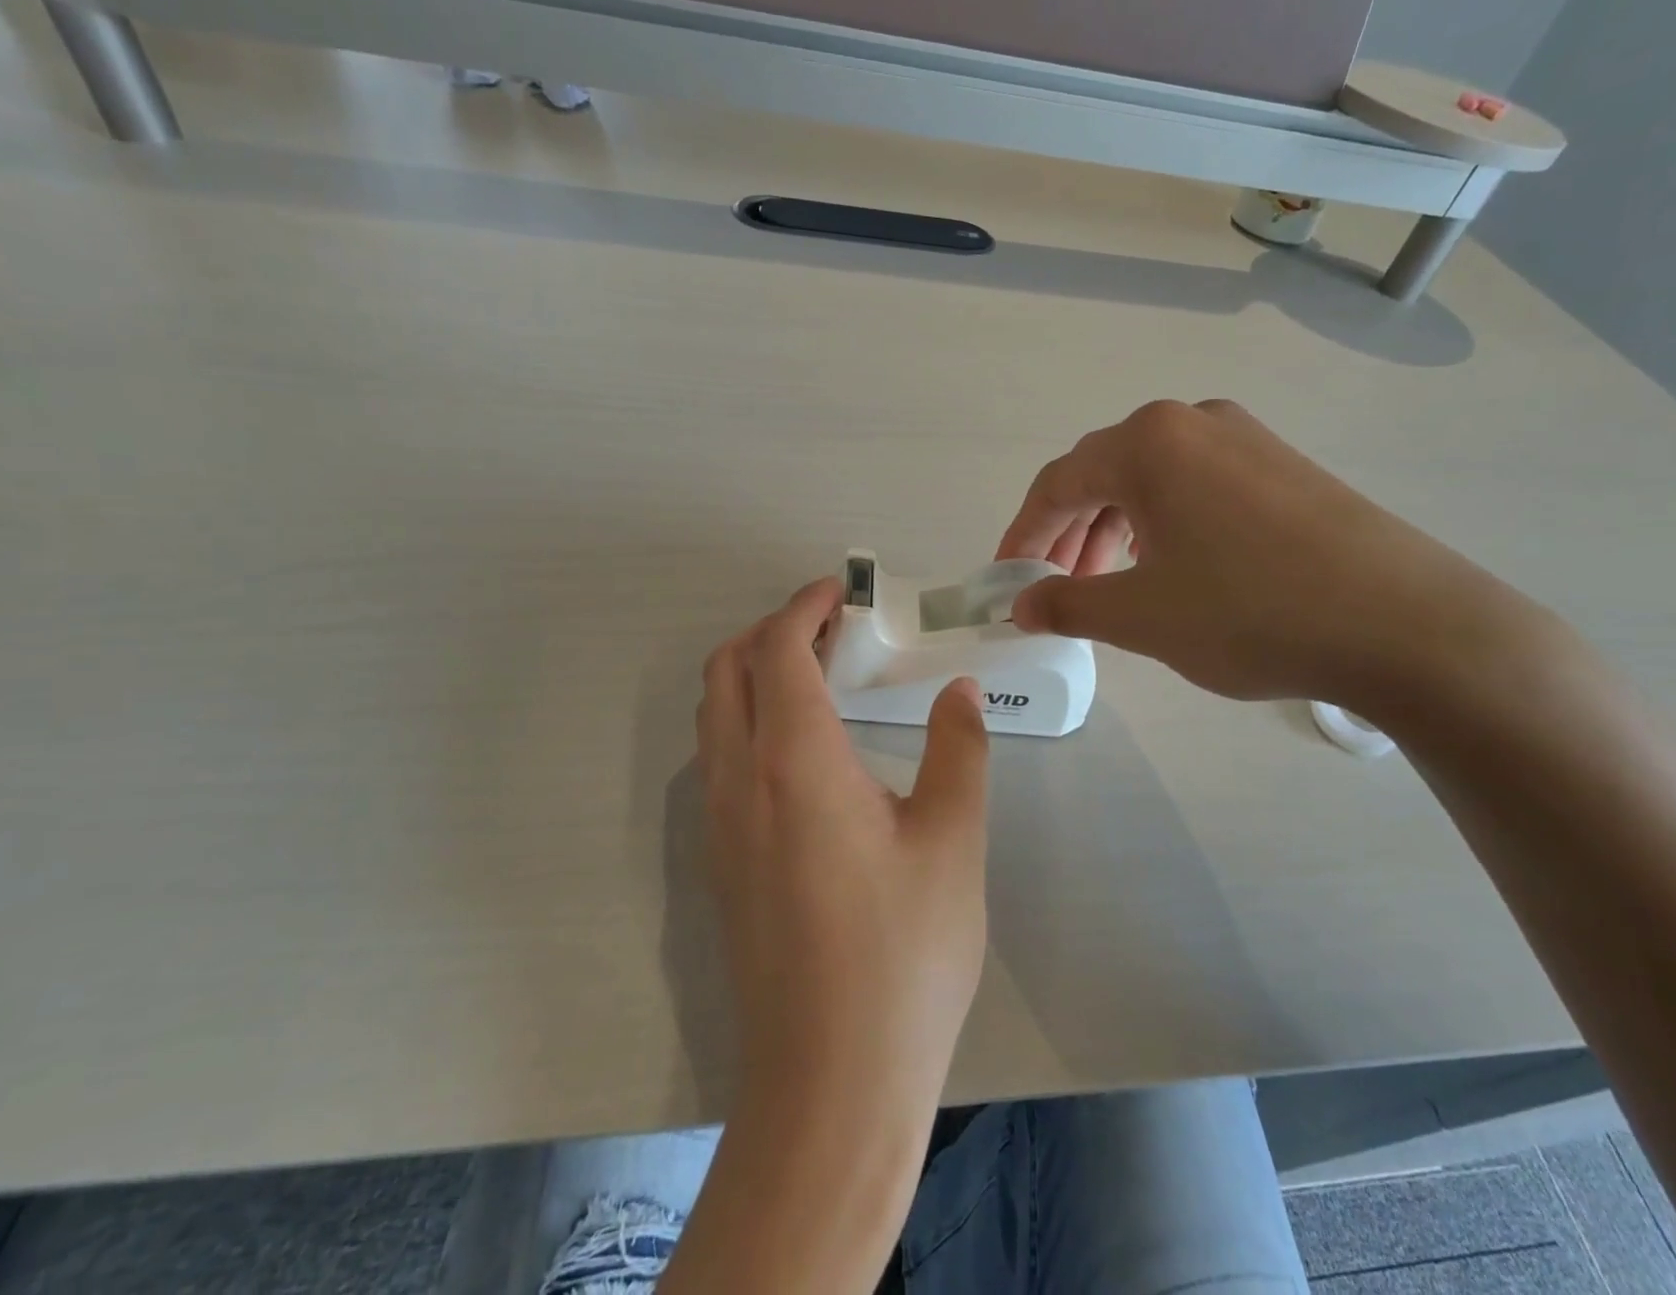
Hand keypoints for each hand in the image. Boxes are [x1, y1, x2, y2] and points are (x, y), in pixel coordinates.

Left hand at [696, 578, 990, 1115]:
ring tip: (818, 676)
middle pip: (727, 669)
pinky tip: (803, 749)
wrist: (832, 1084)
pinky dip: (747, 719)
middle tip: (831, 628)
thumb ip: (959, 750)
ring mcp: (719, 825)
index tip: (841, 591)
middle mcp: (739, 780)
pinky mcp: (720, 863)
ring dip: (753, 673)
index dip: (805, 606)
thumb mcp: (953, 841)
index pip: (777, 648)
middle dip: (771, 629)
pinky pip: (718, 758)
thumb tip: (960, 691)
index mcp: (794, 761)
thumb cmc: (903, 955)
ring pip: (714, 714)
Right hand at [996, 399, 1535, 714]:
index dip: (1023, 535)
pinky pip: (1196, 486)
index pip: (1057, 484)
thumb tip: (1021, 605)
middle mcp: (1192, 422)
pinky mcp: (1284, 465)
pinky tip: (1172, 568)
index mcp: (1147, 444)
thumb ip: (1067, 604)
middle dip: (1069, 534)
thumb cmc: (1250, 613)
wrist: (1406, 625)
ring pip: (1151, 481)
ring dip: (1115, 530)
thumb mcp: (1140, 617)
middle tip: (1057, 588)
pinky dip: (1163, 525)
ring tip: (1110, 584)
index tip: (1007, 581)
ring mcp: (1245, 438)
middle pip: (1102, 474)